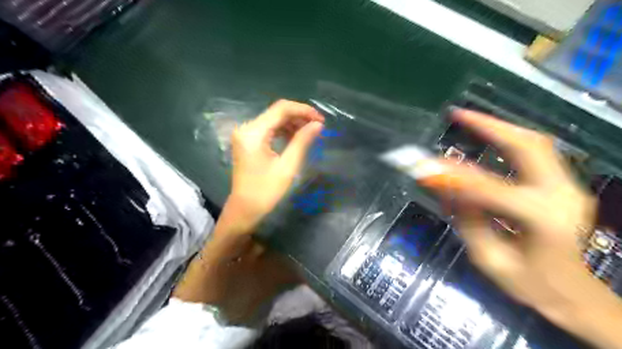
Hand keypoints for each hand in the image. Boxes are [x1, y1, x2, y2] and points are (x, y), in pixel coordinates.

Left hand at [229, 99, 325, 229]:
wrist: (245, 209)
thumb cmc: (266, 191)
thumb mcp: (288, 166)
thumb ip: (302, 141)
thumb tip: (318, 125)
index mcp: (253, 132)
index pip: (281, 109)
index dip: (303, 110)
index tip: (321, 120)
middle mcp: (247, 128)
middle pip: (277, 112)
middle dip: (299, 116)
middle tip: (318, 126)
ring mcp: (245, 134)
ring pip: (273, 119)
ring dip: (292, 123)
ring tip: (310, 132)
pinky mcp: (247, 140)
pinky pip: (268, 128)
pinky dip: (283, 130)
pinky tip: (296, 137)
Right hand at [417, 110, 621, 343]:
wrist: (575, 294)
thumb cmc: (529, 284)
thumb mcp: (489, 259)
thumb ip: (466, 219)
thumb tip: (441, 185)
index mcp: (543, 221)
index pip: (491, 189)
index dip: (455, 176)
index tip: (425, 166)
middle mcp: (562, 195)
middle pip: (528, 146)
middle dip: (490, 126)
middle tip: (458, 114)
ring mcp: (569, 186)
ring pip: (535, 143)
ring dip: (499, 127)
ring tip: (468, 119)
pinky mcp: (563, 184)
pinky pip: (536, 152)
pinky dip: (508, 138)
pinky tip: (489, 135)